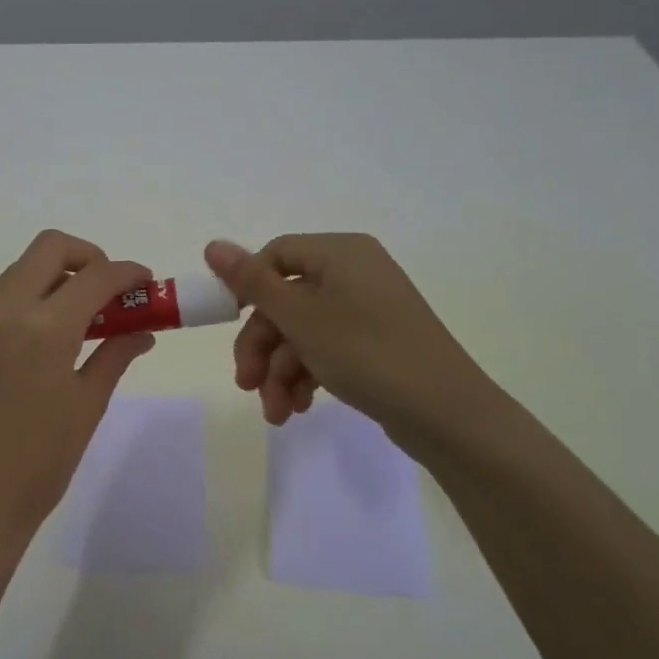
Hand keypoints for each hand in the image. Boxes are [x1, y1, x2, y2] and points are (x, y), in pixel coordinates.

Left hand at [0, 230, 156, 548]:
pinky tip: (26, 340)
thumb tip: (142, 330)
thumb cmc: (42, 461)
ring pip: (14, 273)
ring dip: (47, 280)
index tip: (144, 282)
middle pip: (48, 248)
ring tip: (65, 320)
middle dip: (87, 257)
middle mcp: (1, 311)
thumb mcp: (88, 405)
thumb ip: (115, 354)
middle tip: (105, 289)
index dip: (127, 272)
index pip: (95, 277)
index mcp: (44, 330)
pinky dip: (15, 303)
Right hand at [203, 234, 494, 440]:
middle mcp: (353, 273)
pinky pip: (325, 349)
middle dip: (262, 346)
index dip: (246, 287)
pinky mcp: (374, 343)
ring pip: (302, 332)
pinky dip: (305, 376)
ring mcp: (366, 310)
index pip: (275, 255)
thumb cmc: (366, 352)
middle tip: (246, 384)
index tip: (227, 321)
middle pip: (285, 300)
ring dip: (280, 371)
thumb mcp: (300, 317)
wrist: (445, 413)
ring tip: (275, 412)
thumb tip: (212, 244)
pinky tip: (297, 408)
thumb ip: (252, 282)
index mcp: (340, 253)